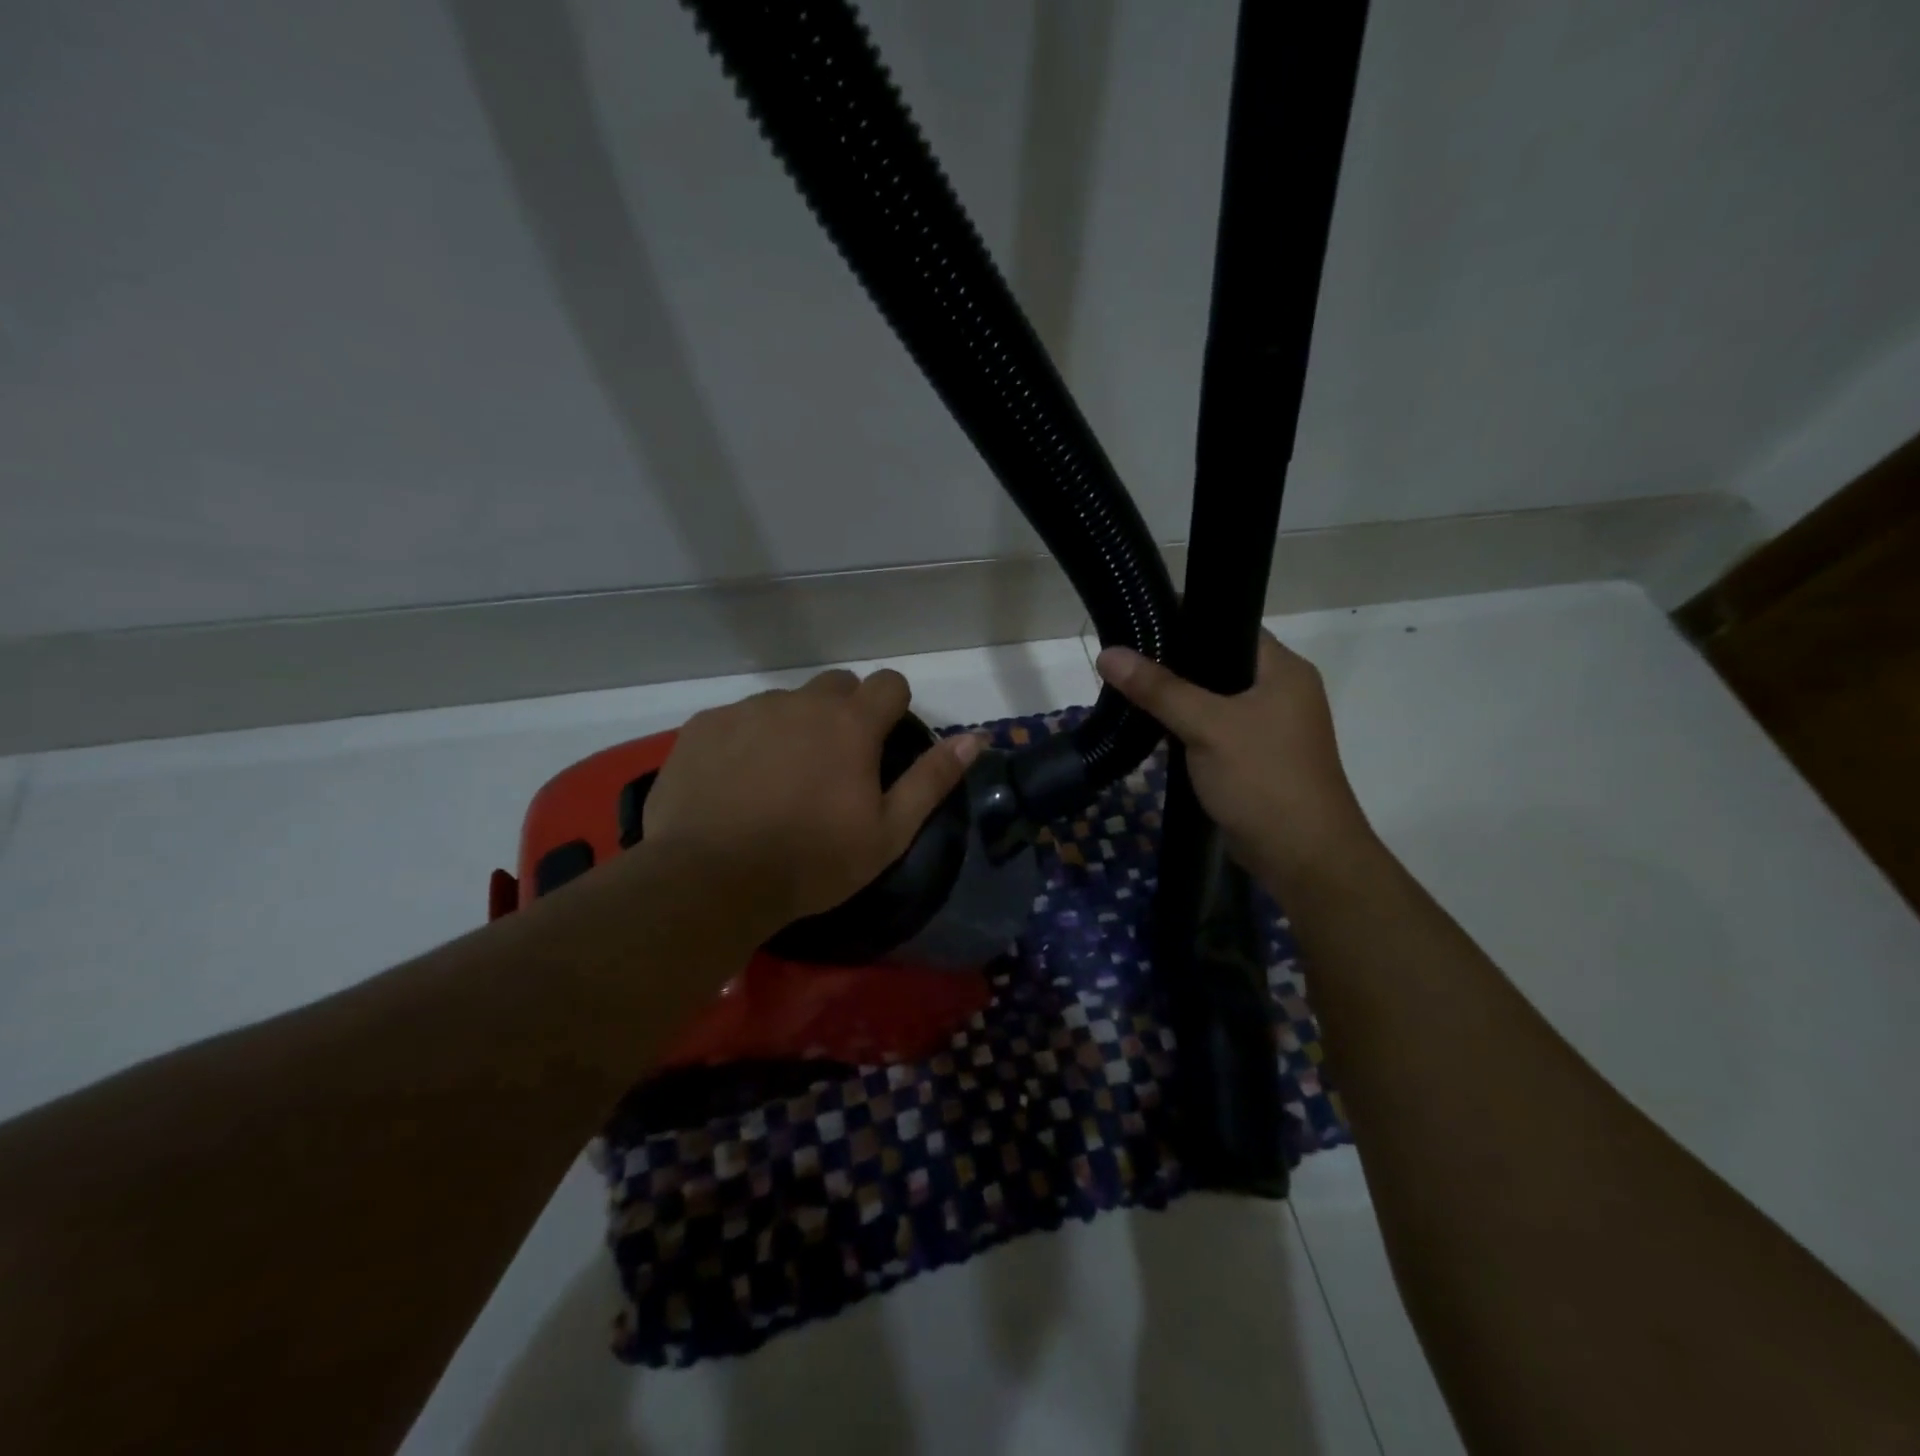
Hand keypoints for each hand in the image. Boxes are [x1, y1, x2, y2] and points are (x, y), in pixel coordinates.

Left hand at [638, 668, 981, 940]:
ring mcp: (748, 709)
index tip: (883, 745)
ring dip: (794, 727)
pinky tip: (736, 783)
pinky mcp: (703, 726)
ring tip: (779, 780)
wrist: (712, 880)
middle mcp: (801, 702)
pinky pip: (738, 719)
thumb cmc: (813, 860)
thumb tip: (976, 737)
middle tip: (834, 765)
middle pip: (837, 686)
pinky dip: (746, 740)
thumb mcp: (889, 831)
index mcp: (851, 723)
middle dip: (844, 713)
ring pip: (785, 702)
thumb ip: (933, 779)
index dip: (893, 709)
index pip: (889, 683)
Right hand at [1096, 631, 1372, 890]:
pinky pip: (1215, 730)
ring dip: (1179, 700)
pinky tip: (1154, 729)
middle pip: (1219, 664)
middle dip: (1174, 665)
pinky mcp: (1255, 758)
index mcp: (1284, 670)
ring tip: (1130, 689)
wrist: (1302, 856)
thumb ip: (1158, 689)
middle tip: (1126, 661)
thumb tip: (1108, 653)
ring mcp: (1270, 728)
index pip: (1232, 626)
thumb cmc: (1262, 778)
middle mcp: (1282, 692)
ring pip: (1215, 700)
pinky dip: (1188, 728)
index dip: (1188, 622)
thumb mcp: (1207, 727)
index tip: (1140, 625)